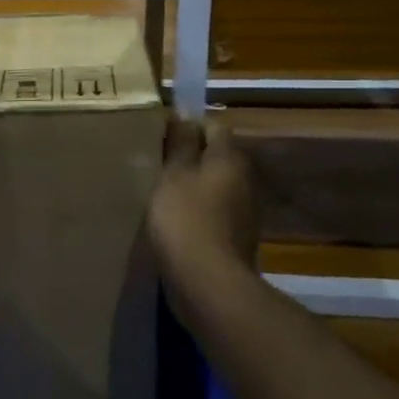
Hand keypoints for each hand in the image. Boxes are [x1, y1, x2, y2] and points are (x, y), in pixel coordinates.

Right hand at [148, 118, 259, 297]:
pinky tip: (172, 221)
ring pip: (213, 185)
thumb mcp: (173, 174)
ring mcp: (242, 211)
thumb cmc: (186, 219)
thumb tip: (185, 115)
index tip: (160, 135)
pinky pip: (212, 212)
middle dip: (189, 156)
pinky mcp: (234, 238)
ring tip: (158, 191)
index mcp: (229, 158)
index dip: (188, 125)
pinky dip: (195, 211)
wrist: (207, 283)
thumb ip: (180, 143)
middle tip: (154, 162)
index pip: (213, 125)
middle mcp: (243, 180)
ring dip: (191, 185)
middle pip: (215, 156)